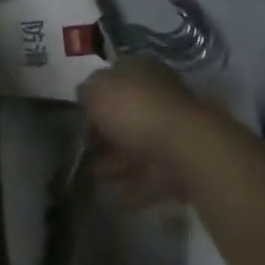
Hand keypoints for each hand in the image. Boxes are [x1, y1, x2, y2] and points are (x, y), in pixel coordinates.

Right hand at [78, 57, 212, 206]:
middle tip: (83, 149)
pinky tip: (110, 194)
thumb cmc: (135, 109)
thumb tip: (87, 97)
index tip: (79, 117)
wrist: (185, 148)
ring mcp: (172, 130)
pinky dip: (130, 184)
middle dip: (104, 133)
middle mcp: (159, 95)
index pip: (114, 78)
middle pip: (126, 114)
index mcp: (141, 70)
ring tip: (91, 176)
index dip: (94, 97)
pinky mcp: (179, 163)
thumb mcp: (96, 91)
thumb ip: (86, 92)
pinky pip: (148, 174)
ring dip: (114, 161)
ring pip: (136, 145)